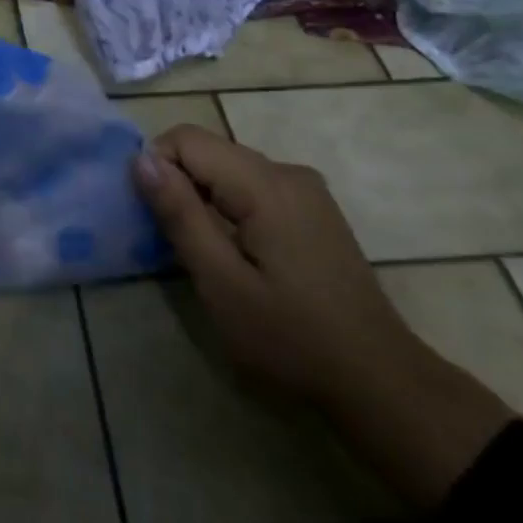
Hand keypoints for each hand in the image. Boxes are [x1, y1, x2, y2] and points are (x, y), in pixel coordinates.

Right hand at [132, 126, 422, 402]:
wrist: (381, 383)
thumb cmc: (292, 339)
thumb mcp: (222, 283)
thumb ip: (180, 215)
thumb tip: (141, 159)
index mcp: (266, 184)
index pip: (187, 139)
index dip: (156, 166)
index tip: (150, 216)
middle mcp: (287, 172)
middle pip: (210, 150)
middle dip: (177, 182)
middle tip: (167, 237)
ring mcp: (306, 190)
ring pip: (229, 168)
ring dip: (201, 196)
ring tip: (199, 249)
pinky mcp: (313, 209)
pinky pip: (253, 186)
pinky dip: (228, 205)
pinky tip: (234, 251)